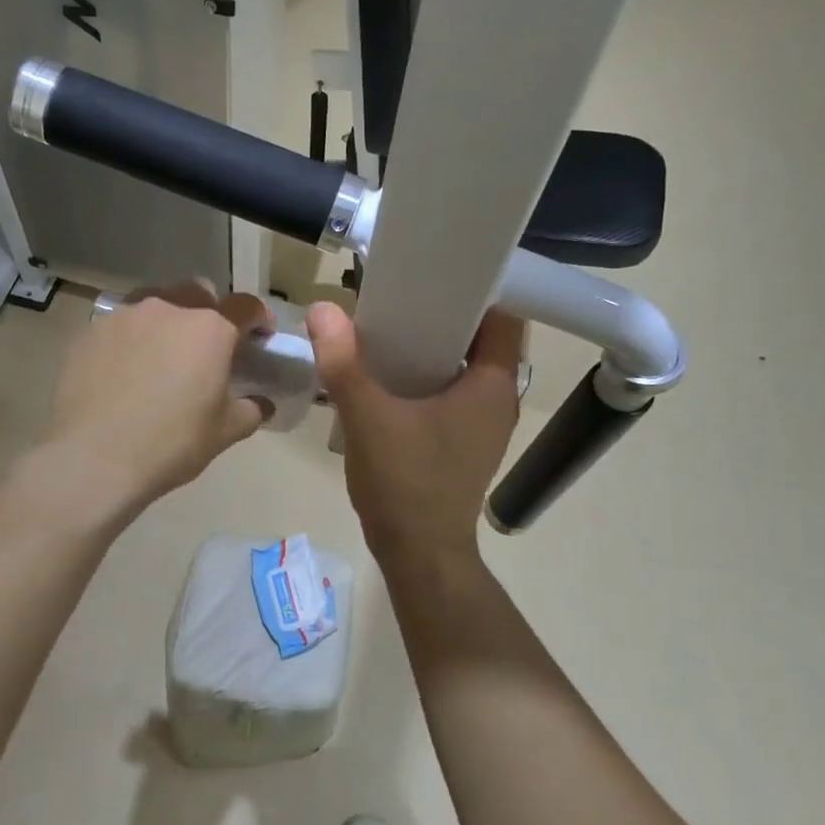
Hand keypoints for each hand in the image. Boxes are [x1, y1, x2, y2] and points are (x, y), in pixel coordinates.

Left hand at [35, 283, 272, 518]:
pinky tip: (125, 370)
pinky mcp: (91, 331)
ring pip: (156, 304)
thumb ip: (251, 410)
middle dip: (210, 312)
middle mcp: (169, 308)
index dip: (258, 318)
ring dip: (167, 322)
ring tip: (162, 356)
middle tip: (207, 347)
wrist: (94, 457)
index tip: (260, 335)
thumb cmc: (171, 443)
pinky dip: (131, 340)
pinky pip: (121, 325)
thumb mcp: (225, 432)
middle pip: (198, 293)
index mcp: (210, 329)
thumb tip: (262, 403)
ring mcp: (125, 315)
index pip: (245, 307)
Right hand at [306, 302, 523, 564]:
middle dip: (442, 313)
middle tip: (399, 293)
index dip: (475, 286)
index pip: (503, 315)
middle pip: (479, 337)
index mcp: (491, 384)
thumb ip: (343, 362)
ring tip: (388, 325)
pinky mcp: (464, 441)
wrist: (418, 553)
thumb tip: (321, 309)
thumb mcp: (367, 417)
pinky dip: (426, 376)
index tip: (435, 270)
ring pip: (462, 366)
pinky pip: (450, 392)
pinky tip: (388, 373)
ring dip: (431, 346)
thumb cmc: (405, 483)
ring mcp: (482, 423)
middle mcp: (497, 398)